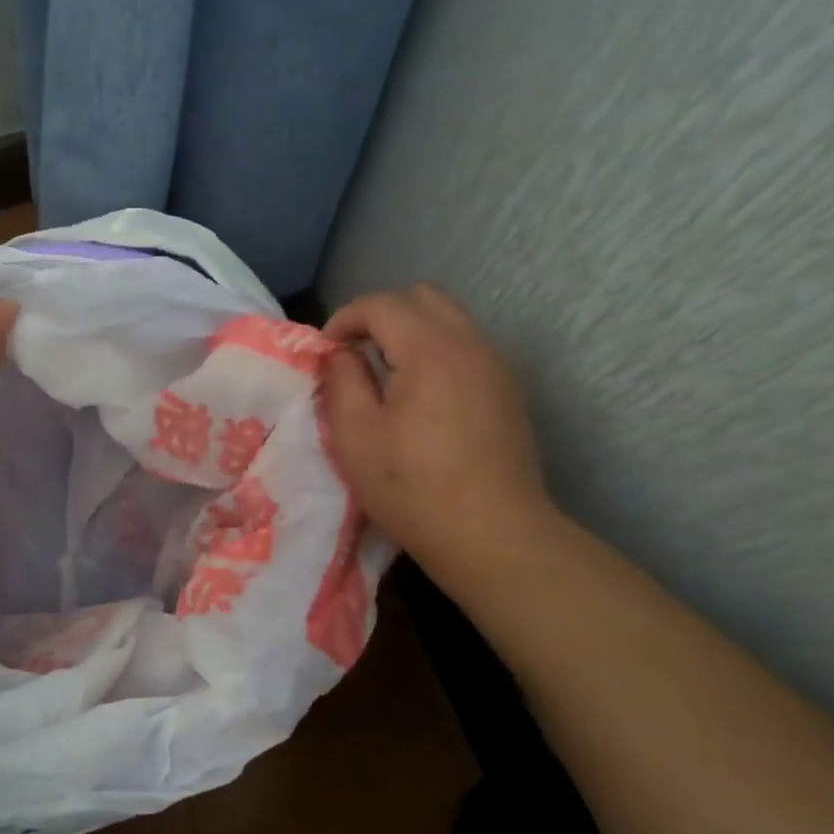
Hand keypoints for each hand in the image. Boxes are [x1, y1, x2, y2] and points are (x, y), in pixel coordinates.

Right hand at [320, 284, 556, 585]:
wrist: (493, 536)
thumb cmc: (413, 486)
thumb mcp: (356, 434)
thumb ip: (342, 380)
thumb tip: (343, 354)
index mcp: (431, 349)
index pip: (382, 304)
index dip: (345, 319)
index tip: (326, 352)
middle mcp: (471, 344)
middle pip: (423, 298)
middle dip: (380, 314)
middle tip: (355, 352)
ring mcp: (496, 367)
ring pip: (450, 319)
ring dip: (410, 331)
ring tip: (386, 373)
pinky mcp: (507, 392)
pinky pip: (467, 346)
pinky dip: (436, 350)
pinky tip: (420, 394)